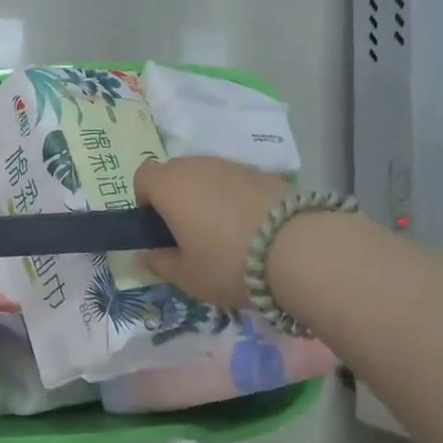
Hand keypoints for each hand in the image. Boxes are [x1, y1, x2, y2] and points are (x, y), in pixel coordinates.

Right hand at [134, 156, 286, 307]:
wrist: (300, 249)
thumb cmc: (228, 263)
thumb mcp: (187, 276)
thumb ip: (159, 263)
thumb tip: (144, 255)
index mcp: (171, 186)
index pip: (143, 176)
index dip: (145, 200)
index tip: (158, 228)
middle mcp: (198, 166)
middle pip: (175, 173)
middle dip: (175, 198)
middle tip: (189, 234)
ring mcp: (233, 165)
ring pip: (207, 175)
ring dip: (206, 196)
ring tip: (224, 232)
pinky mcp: (264, 172)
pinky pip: (235, 181)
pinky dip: (234, 198)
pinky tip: (251, 228)